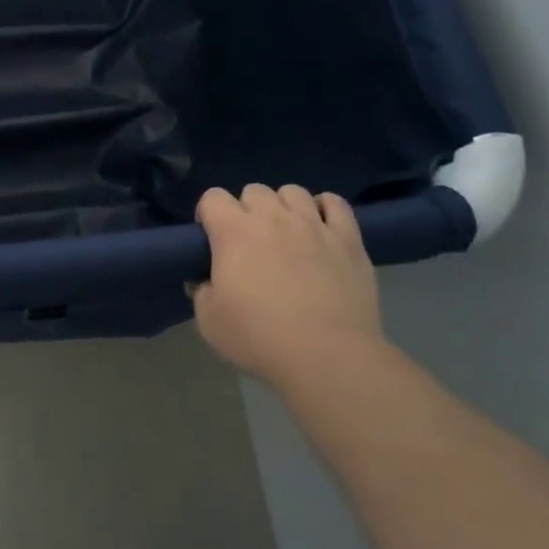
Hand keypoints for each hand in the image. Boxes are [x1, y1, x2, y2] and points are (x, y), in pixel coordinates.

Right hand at [189, 184, 382, 392]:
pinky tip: (321, 228)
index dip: (208, 215)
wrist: (327, 357)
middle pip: (254, 190)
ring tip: (287, 234)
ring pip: (293, 191)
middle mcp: (273, 217)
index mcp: (234, 232)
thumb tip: (203, 280)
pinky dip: (325, 209)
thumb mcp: (209, 322)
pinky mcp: (347, 239)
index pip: (212, 197)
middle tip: (250, 243)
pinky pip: (336, 204)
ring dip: (284, 207)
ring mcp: (313, 224)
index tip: (212, 240)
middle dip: (247, 210)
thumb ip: (201, 292)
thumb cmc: (260, 338)